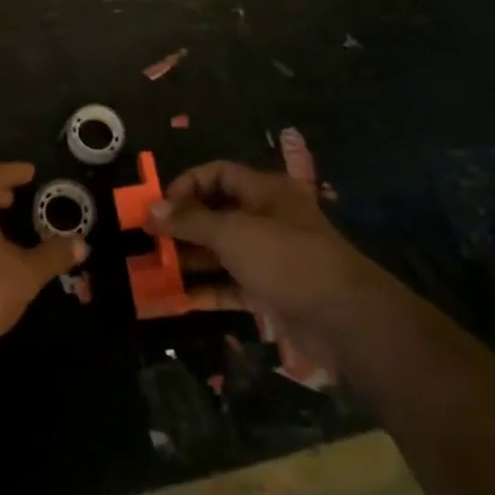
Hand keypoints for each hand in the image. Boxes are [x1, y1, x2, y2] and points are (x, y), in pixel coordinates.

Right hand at [151, 159, 389, 375]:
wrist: (346, 321)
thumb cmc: (287, 260)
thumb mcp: (233, 233)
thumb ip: (191, 221)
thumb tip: (151, 209)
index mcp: (265, 192)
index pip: (219, 174)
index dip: (187, 184)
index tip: (160, 206)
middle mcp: (267, 219)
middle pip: (216, 213)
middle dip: (182, 225)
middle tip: (148, 239)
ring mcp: (269, 258)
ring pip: (221, 252)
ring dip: (189, 259)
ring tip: (154, 269)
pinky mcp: (271, 293)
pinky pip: (230, 286)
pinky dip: (207, 290)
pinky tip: (177, 298)